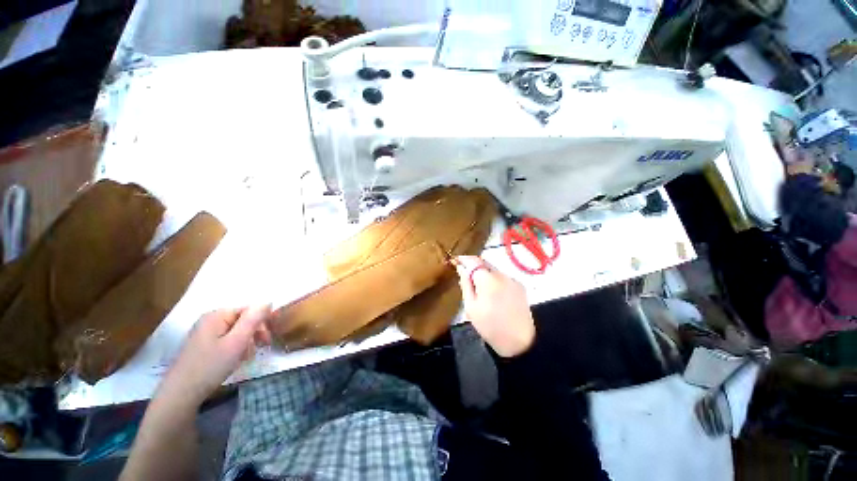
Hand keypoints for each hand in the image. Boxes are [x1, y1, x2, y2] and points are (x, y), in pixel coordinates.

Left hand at [159, 306, 271, 406]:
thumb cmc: (210, 366)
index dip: (261, 322)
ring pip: (236, 331)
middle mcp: (210, 320)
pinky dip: (235, 348)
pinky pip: (226, 340)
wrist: (180, 394)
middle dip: (254, 333)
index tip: (266, 340)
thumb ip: (253, 320)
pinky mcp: (203, 346)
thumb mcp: (237, 342)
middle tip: (261, 348)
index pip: (249, 310)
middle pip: (242, 320)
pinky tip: (235, 360)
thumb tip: (268, 301)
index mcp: (217, 315)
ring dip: (246, 342)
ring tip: (246, 357)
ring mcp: (205, 333)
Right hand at [454, 256, 535, 356]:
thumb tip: (461, 268)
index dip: (464, 259)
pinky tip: (492, 293)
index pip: (474, 261)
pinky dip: (494, 280)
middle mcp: (502, 275)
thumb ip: (466, 284)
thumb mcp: (471, 307)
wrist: (519, 343)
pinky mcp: (520, 286)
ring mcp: (513, 280)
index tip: (456, 261)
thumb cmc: (490, 326)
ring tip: (478, 287)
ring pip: (494, 270)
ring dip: (484, 273)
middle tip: (465, 276)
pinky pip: (503, 277)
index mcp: (488, 280)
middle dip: (474, 266)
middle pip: (485, 263)